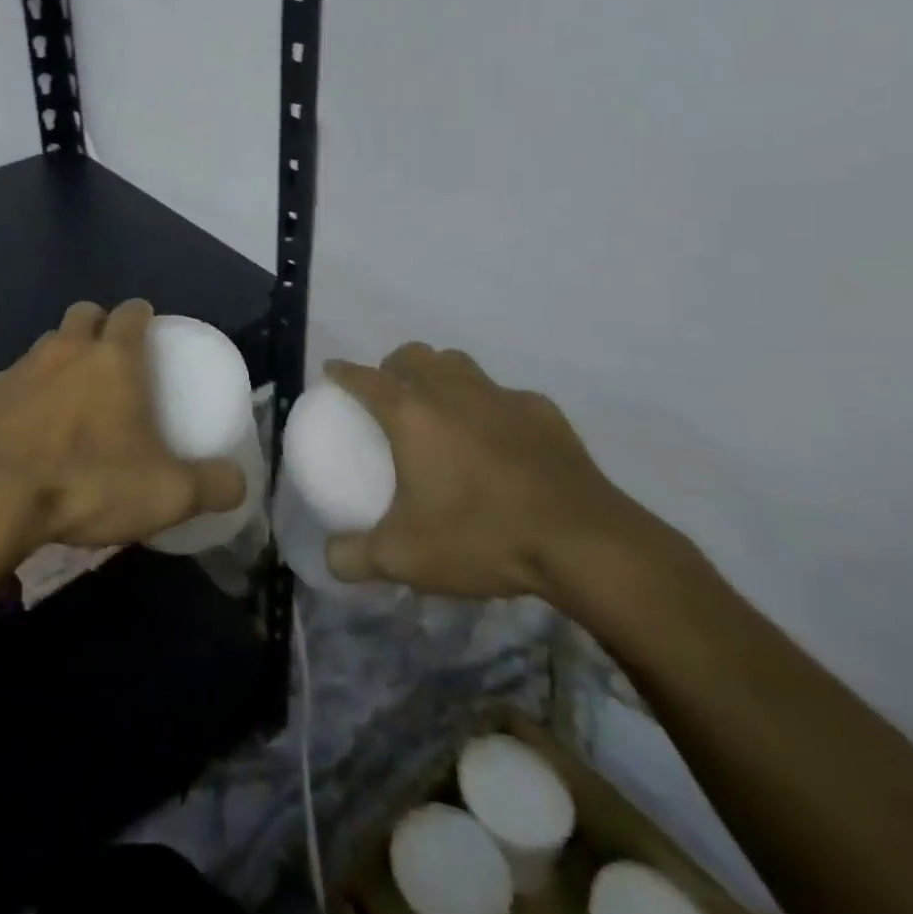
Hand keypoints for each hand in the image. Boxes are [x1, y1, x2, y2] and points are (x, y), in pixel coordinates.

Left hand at [0, 299, 246, 561]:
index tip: (150, 331)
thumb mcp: (166, 494)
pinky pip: (14, 380)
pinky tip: (30, 428)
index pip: (132, 311)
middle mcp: (65, 349)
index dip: (143, 315)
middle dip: (99, 325)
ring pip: (47, 344)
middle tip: (112, 361)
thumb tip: (239, 484)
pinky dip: (27, 393)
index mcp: (113, 357)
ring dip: (62, 358)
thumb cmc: (87, 482)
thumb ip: (211, 485)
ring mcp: (20, 368)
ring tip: (72, 398)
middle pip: (84, 314)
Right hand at [322, 344, 667, 601]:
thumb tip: (329, 557)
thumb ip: (355, 556)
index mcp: (411, 412)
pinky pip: (505, 396)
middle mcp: (451, 390)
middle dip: (392, 367)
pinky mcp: (544, 411)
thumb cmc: (481, 536)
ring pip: (458, 364)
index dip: (342, 373)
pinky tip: (499, 441)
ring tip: (440, 411)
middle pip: (412, 355)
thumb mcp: (404, 558)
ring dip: (440, 376)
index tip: (331, 374)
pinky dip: (491, 407)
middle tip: (390, 399)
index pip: (363, 377)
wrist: (584, 544)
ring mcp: (501, 396)